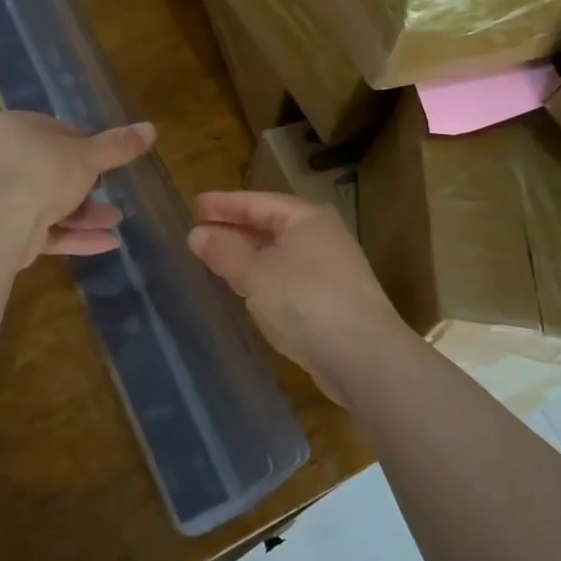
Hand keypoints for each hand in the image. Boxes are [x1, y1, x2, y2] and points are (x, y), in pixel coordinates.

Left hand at [0, 112, 156, 266]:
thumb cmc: (42, 172)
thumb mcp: (87, 156)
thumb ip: (118, 145)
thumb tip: (151, 127)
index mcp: (14, 128)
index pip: (55, 131)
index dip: (84, 144)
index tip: (107, 158)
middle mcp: (2, 159)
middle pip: (52, 169)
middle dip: (87, 184)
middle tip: (111, 190)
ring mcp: (0, 197)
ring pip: (49, 202)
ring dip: (85, 213)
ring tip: (116, 219)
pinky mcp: (5, 232)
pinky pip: (44, 229)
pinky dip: (74, 235)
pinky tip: (108, 243)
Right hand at [188, 190, 416, 406]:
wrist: (365, 358)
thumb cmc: (305, 302)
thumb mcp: (255, 273)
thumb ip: (224, 252)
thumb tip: (197, 234)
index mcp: (306, 218)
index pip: (257, 202)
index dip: (223, 204)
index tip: (194, 206)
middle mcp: (322, 236)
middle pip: (270, 225)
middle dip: (234, 229)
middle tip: (199, 232)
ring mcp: (332, 269)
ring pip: (279, 254)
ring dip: (248, 255)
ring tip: (216, 259)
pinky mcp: (333, 301)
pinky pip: (288, 278)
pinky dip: (264, 278)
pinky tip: (247, 290)